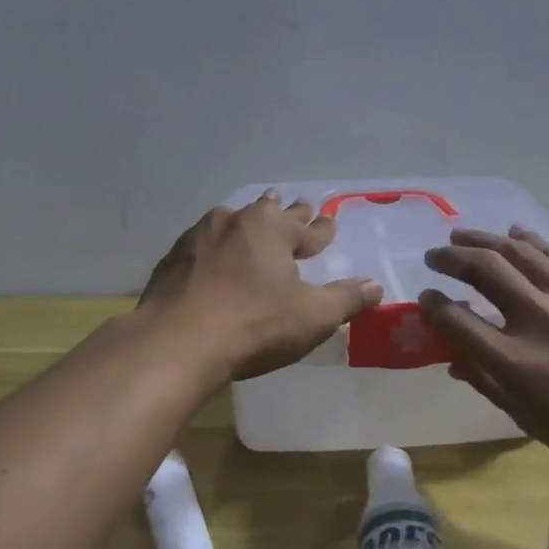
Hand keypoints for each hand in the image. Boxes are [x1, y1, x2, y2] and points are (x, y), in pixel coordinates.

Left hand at [140, 191, 382, 379]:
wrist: (176, 342)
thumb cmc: (255, 325)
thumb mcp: (313, 317)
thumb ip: (346, 299)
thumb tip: (375, 286)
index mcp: (270, 229)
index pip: (306, 228)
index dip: (321, 229)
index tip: (330, 222)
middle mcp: (233, 222)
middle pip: (267, 213)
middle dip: (287, 213)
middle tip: (298, 205)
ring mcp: (197, 238)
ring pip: (231, 222)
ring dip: (248, 222)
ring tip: (253, 218)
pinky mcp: (172, 260)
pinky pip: (203, 244)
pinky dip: (216, 246)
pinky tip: (212, 254)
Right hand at [420, 228, 548, 483]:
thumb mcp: (530, 422)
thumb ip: (487, 384)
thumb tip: (453, 360)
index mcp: (518, 364)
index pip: (458, 321)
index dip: (434, 307)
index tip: (426, 300)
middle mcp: (540, 321)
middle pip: (484, 271)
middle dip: (451, 259)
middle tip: (435, 257)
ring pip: (519, 252)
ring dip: (483, 240)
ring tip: (461, 235)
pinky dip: (531, 240)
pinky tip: (513, 234)